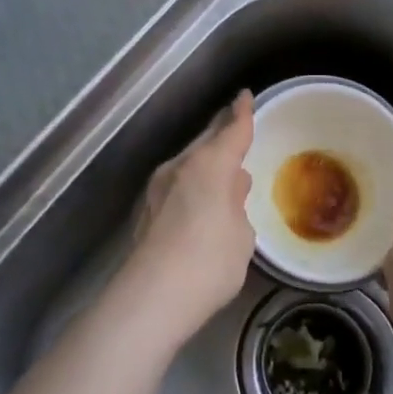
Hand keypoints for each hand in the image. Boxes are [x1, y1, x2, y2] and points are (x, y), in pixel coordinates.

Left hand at [118, 91, 256, 343]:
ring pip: (189, 162)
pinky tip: (200, 196)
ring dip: (206, 159)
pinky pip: (178, 183)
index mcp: (209, 164)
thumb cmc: (210, 262)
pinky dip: (193, 182)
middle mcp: (180, 166)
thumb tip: (231, 187)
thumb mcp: (241, 234)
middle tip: (236, 125)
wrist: (152, 297)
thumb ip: (237, 204)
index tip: (245, 96)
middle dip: (221, 131)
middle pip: (205, 141)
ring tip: (223, 164)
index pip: (232, 130)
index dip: (242, 113)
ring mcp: (158, 187)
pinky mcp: (147, 210)